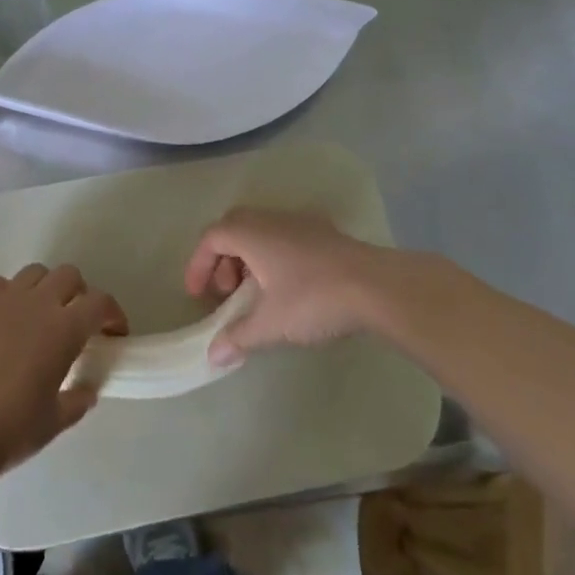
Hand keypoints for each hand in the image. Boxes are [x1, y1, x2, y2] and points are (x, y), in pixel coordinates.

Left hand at [0, 264, 126, 474]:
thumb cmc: (11, 429)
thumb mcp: (55, 421)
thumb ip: (78, 400)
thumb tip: (87, 390)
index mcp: (65, 329)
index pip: (100, 303)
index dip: (113, 313)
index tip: (114, 332)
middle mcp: (37, 304)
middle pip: (68, 275)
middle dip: (80, 293)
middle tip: (77, 320)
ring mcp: (2, 301)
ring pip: (34, 272)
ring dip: (45, 287)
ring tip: (40, 314)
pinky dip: (8, 294)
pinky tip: (5, 317)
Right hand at [185, 209, 396, 366]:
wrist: (377, 287)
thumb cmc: (313, 299)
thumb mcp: (270, 324)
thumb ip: (238, 336)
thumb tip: (213, 355)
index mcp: (252, 233)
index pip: (211, 237)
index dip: (198, 264)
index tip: (198, 294)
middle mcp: (272, 219)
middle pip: (234, 229)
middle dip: (223, 260)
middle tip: (227, 293)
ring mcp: (302, 222)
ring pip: (262, 232)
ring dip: (249, 259)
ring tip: (257, 295)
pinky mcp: (325, 233)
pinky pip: (285, 237)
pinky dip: (274, 257)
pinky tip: (288, 288)